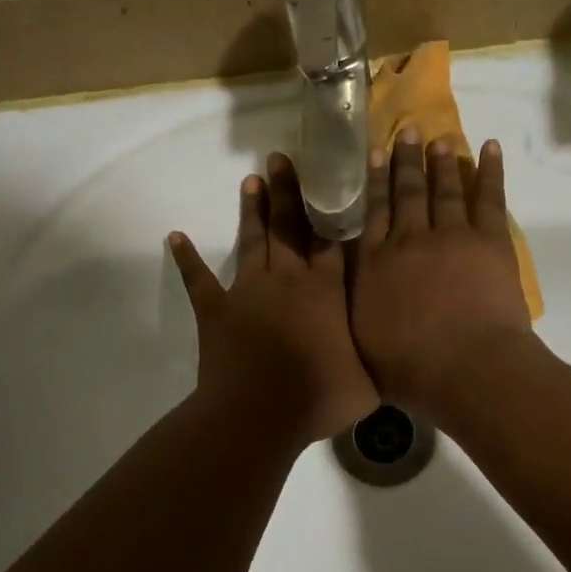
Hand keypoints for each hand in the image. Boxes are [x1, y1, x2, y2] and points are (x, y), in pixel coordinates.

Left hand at [169, 154, 378, 447]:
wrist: (261, 414)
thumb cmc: (320, 398)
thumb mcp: (368, 383)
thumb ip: (378, 360)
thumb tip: (395, 354)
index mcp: (326, 291)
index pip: (330, 241)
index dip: (330, 210)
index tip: (329, 181)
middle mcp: (288, 279)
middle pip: (289, 226)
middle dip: (287, 191)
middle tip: (280, 158)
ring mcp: (249, 291)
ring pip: (252, 241)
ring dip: (252, 211)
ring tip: (251, 180)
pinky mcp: (216, 310)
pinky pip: (199, 280)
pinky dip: (187, 259)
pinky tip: (175, 238)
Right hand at [351, 131, 537, 418]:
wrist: (466, 368)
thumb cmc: (410, 369)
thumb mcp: (363, 342)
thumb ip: (355, 310)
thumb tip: (345, 293)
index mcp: (375, 265)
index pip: (371, 214)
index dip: (373, 182)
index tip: (374, 154)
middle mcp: (408, 240)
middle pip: (406, 193)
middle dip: (405, 161)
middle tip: (407, 131)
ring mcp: (451, 235)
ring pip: (444, 189)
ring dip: (442, 162)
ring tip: (439, 139)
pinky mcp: (489, 240)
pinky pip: (489, 197)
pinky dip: (491, 171)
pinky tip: (490, 148)